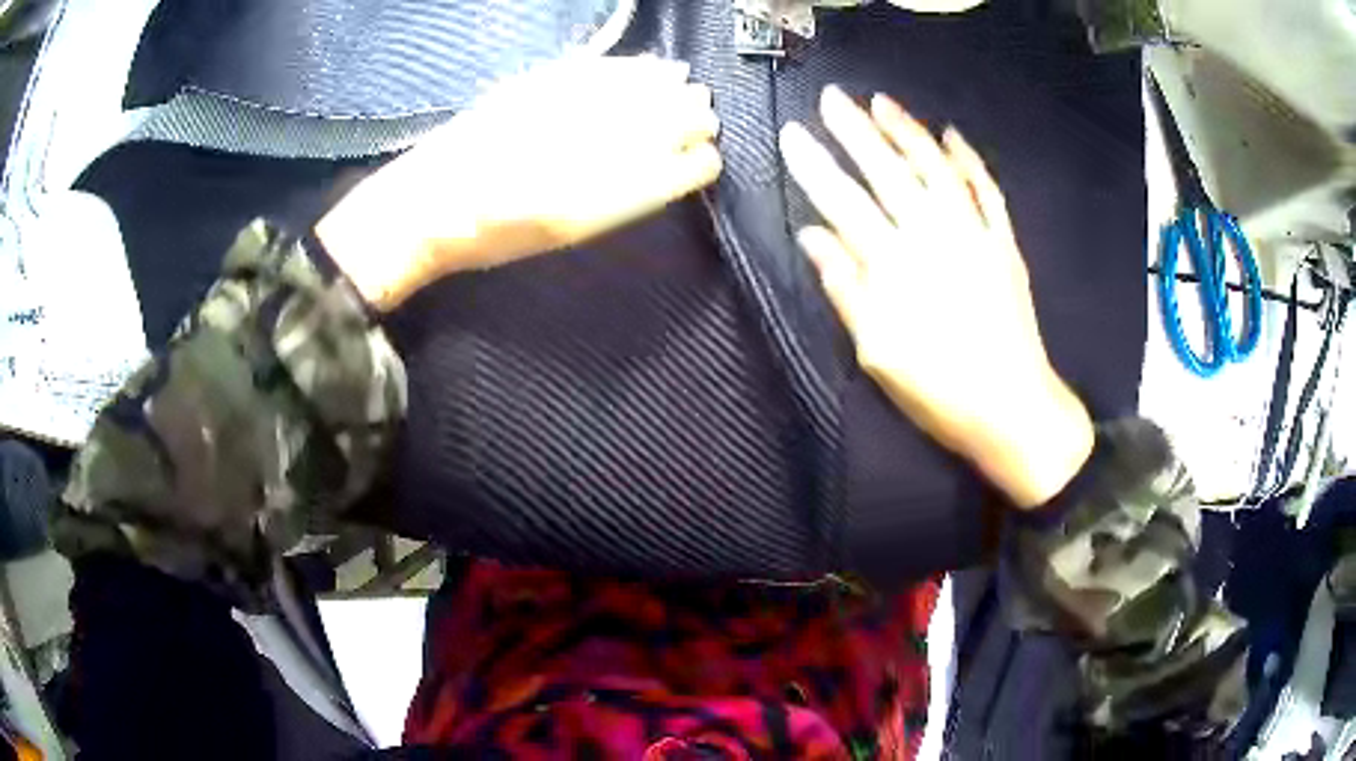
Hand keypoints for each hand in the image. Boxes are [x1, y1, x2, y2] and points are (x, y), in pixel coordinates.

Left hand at [316, 55, 722, 310]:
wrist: (428, 205)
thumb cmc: (496, 234)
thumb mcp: (566, 232)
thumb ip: (622, 198)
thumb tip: (668, 164)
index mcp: (600, 200)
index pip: (676, 171)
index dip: (700, 162)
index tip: (709, 159)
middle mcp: (591, 151)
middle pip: (667, 123)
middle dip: (696, 120)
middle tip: (706, 119)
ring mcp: (567, 113)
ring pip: (644, 91)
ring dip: (677, 90)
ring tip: (690, 90)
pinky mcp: (543, 85)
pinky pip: (607, 70)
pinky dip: (638, 68)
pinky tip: (655, 66)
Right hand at [780, 87, 1092, 508]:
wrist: (1013, 410)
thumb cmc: (939, 391)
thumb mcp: (878, 353)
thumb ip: (845, 290)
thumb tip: (811, 235)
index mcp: (895, 266)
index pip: (844, 201)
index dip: (815, 165)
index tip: (793, 134)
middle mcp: (934, 237)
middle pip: (888, 171)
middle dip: (855, 131)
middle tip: (831, 97)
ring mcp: (975, 236)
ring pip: (937, 169)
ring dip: (908, 131)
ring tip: (882, 102)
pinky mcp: (1004, 245)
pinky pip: (988, 192)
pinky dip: (970, 161)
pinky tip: (952, 136)